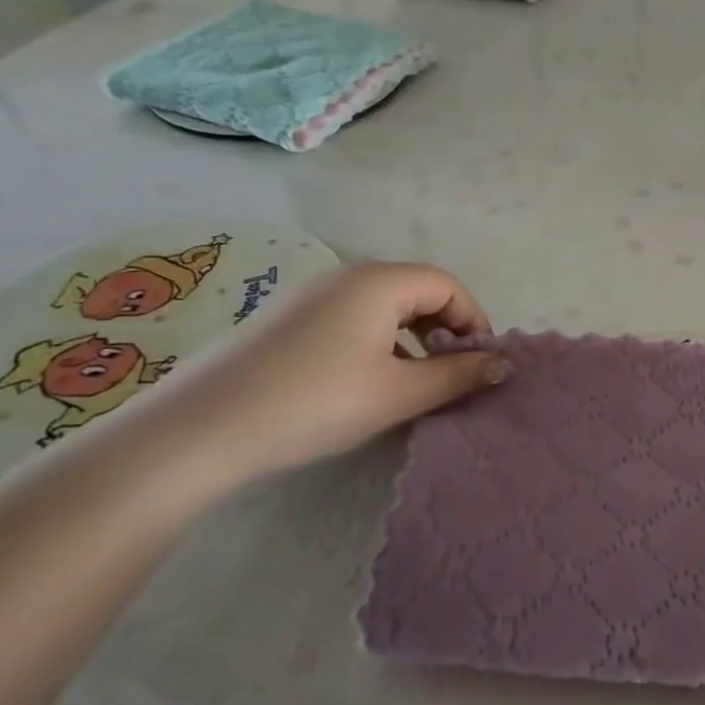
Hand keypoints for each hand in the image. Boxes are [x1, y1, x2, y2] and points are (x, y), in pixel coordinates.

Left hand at [138, 262, 509, 485]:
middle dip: (444, 328)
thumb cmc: (316, 403)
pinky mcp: (284, 318)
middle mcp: (345, 275)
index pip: (447, 285)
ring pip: (382, 305)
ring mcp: (309, 294)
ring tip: (410, 381)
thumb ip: (458, 374)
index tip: (479, 364)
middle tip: (449, 373)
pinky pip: (350, 316)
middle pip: (415, 290)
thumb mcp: (398, 392)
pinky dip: (376, 340)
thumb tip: (503, 364)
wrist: (201, 430)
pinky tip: (363, 380)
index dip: (474, 320)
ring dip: (411, 336)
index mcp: (378, 281)